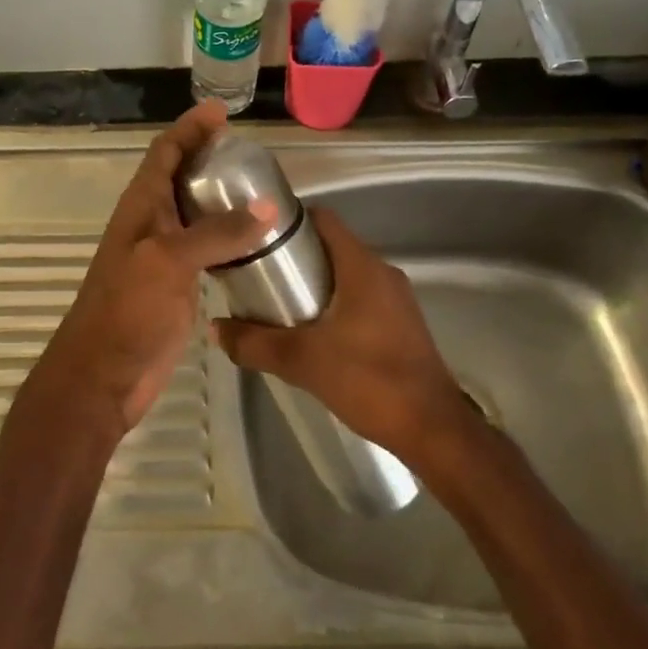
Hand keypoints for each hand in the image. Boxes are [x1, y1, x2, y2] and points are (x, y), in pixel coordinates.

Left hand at [30, 101, 274, 442]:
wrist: (104, 374)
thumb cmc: (127, 310)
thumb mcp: (169, 261)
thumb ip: (216, 232)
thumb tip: (267, 206)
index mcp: (141, 207)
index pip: (164, 152)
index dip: (189, 128)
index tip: (220, 112)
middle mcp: (152, 223)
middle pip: (180, 177)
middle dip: (208, 157)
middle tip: (249, 150)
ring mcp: (164, 255)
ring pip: (194, 212)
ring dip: (220, 196)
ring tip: (259, 186)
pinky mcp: (178, 284)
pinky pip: (206, 248)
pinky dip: (228, 235)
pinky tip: (255, 238)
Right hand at [213, 207, 472, 465]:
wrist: (432, 429)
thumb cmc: (368, 380)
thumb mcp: (301, 361)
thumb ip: (254, 342)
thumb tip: (215, 328)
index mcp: (362, 267)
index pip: (324, 219)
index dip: (290, 220)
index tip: (257, 235)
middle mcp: (382, 273)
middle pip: (332, 246)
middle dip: (295, 256)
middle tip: (258, 274)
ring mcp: (396, 299)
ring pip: (346, 274)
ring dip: (314, 283)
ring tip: (277, 303)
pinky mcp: (401, 324)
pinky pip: (360, 298)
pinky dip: (333, 303)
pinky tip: (311, 331)